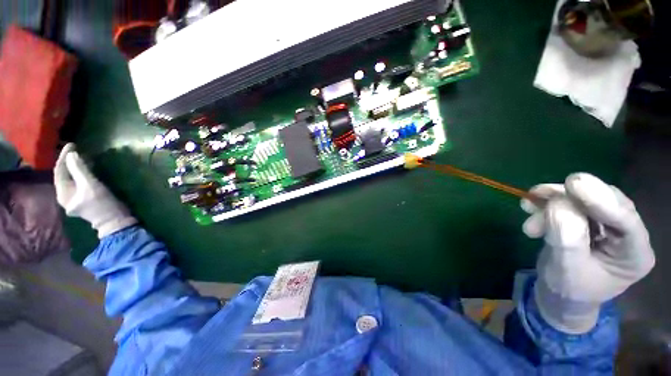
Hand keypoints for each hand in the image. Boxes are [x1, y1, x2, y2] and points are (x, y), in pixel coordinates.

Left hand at [54, 143, 136, 237]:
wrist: (115, 220)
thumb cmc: (101, 204)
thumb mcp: (90, 185)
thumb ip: (80, 170)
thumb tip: (71, 154)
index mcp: (63, 194)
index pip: (59, 171)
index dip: (64, 157)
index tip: (72, 145)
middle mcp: (65, 196)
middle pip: (64, 175)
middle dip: (70, 162)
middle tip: (78, 149)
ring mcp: (75, 198)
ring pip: (72, 179)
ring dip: (77, 167)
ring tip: (83, 157)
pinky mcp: (84, 198)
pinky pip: (79, 182)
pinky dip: (82, 173)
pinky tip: (88, 168)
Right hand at [521, 173, 653, 333]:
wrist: (560, 295)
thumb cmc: (566, 290)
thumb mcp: (564, 269)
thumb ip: (565, 238)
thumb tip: (558, 204)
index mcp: (634, 255)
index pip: (625, 221)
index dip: (601, 201)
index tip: (573, 184)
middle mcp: (627, 234)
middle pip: (606, 202)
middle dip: (570, 197)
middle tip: (538, 194)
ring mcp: (609, 225)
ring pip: (586, 199)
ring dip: (554, 199)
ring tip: (527, 206)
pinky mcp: (590, 219)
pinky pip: (571, 202)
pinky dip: (548, 201)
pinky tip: (530, 207)